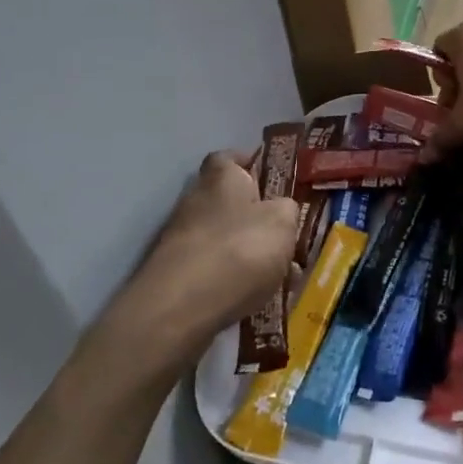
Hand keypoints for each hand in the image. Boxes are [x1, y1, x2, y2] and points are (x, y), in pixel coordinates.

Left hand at [98, 152, 298, 377]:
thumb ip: (287, 209)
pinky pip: (213, 269)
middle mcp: (196, 199)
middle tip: (283, 235)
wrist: (181, 307)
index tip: (271, 178)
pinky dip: (232, 279)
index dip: (250, 163)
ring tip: (279, 276)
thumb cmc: (239, 249)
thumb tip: (282, 210)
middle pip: (228, 200)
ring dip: (247, 252)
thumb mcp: (282, 222)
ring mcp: (181, 237)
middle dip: (254, 216)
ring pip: (223, 237)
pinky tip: (255, 300)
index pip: (231, 157)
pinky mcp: (175, 273)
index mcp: (221, 176)